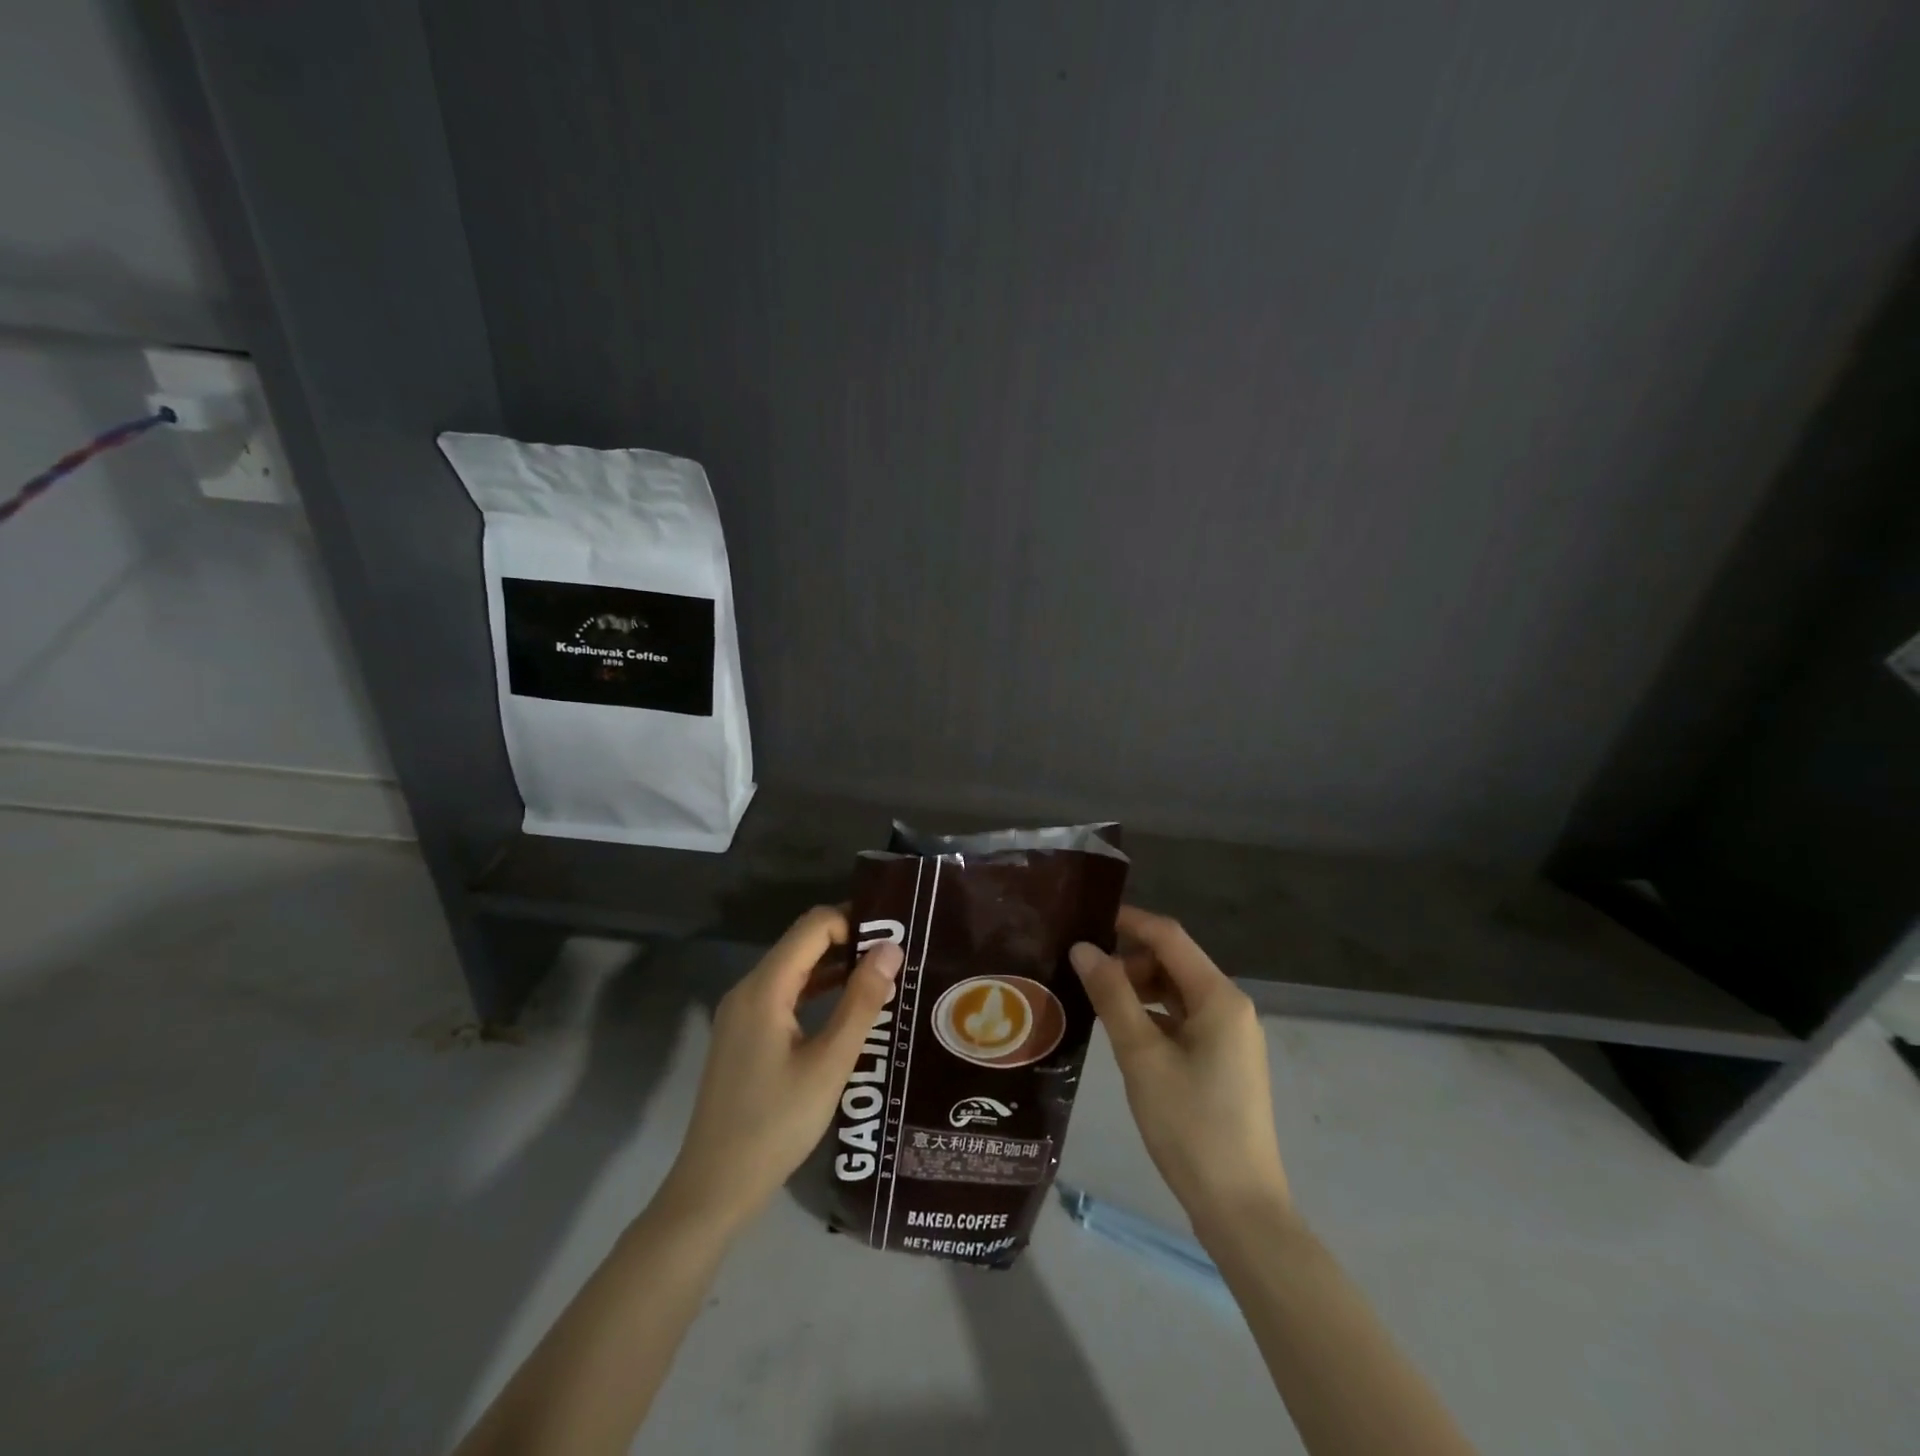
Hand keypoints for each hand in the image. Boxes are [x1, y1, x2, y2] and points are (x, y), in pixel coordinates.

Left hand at [656, 907, 902, 1232]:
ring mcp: (742, 1013)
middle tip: (896, 957)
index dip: (854, 922)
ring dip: (835, 966)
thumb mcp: (829, 1064)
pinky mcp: (744, 1035)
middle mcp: (748, 989)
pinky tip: (848, 1008)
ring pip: (794, 969)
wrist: (714, 1187)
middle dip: (849, 941)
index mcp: (764, 988)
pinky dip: (817, 991)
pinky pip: (785, 994)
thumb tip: (891, 948)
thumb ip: (861, 1002)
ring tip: (883, 977)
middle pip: (802, 942)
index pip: (813, 926)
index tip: (894, 938)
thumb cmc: (776, 1125)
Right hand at [1071, 907, 1289, 1234]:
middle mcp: (1231, 1007)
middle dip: (1129, 961)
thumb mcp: (1141, 1057)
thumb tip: (1083, 948)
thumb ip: (1112, 996)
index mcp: (1219, 997)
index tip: (1086, 918)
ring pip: (1177, 993)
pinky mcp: (1225, 1061)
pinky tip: (1125, 1034)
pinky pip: (1184, 1020)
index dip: (1129, 921)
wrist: (1240, 1208)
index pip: (1169, 936)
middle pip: (1174, 963)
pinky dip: (1153, 1016)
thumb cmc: (1190, 1125)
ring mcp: (1232, 1036)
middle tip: (1084, 977)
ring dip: (1139, 990)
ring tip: (1097, 1004)